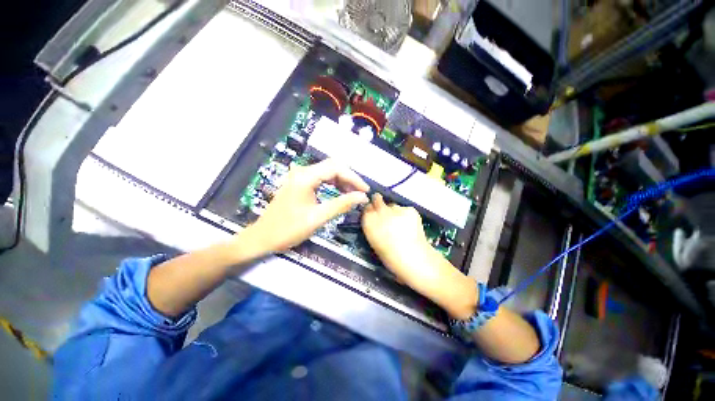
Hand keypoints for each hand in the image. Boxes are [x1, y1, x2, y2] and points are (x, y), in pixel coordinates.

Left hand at [238, 159, 368, 256]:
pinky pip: (321, 178)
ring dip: (342, 180)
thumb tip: (363, 197)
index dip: (353, 178)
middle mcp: (302, 171)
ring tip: (354, 193)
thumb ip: (342, 204)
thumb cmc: (288, 229)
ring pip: (327, 172)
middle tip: (361, 192)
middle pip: (332, 167)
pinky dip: (333, 184)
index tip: (365, 190)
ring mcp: (300, 176)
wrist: (263, 237)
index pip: (336, 168)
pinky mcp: (299, 183)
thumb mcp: (318, 217)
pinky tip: (340, 192)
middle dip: (349, 178)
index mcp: (305, 177)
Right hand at [361, 193, 476, 318]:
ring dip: (394, 212)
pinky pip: (405, 210)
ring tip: (401, 225)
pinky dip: (407, 215)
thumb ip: (374, 227)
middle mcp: (380, 212)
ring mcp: (396, 209)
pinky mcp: (409, 209)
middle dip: (379, 203)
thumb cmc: (391, 257)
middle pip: (377, 199)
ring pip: (393, 205)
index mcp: (369, 222)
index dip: (371, 210)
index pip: (366, 208)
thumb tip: (376, 219)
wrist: (414, 259)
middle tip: (386, 213)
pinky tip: (411, 226)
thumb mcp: (375, 242)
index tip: (374, 215)